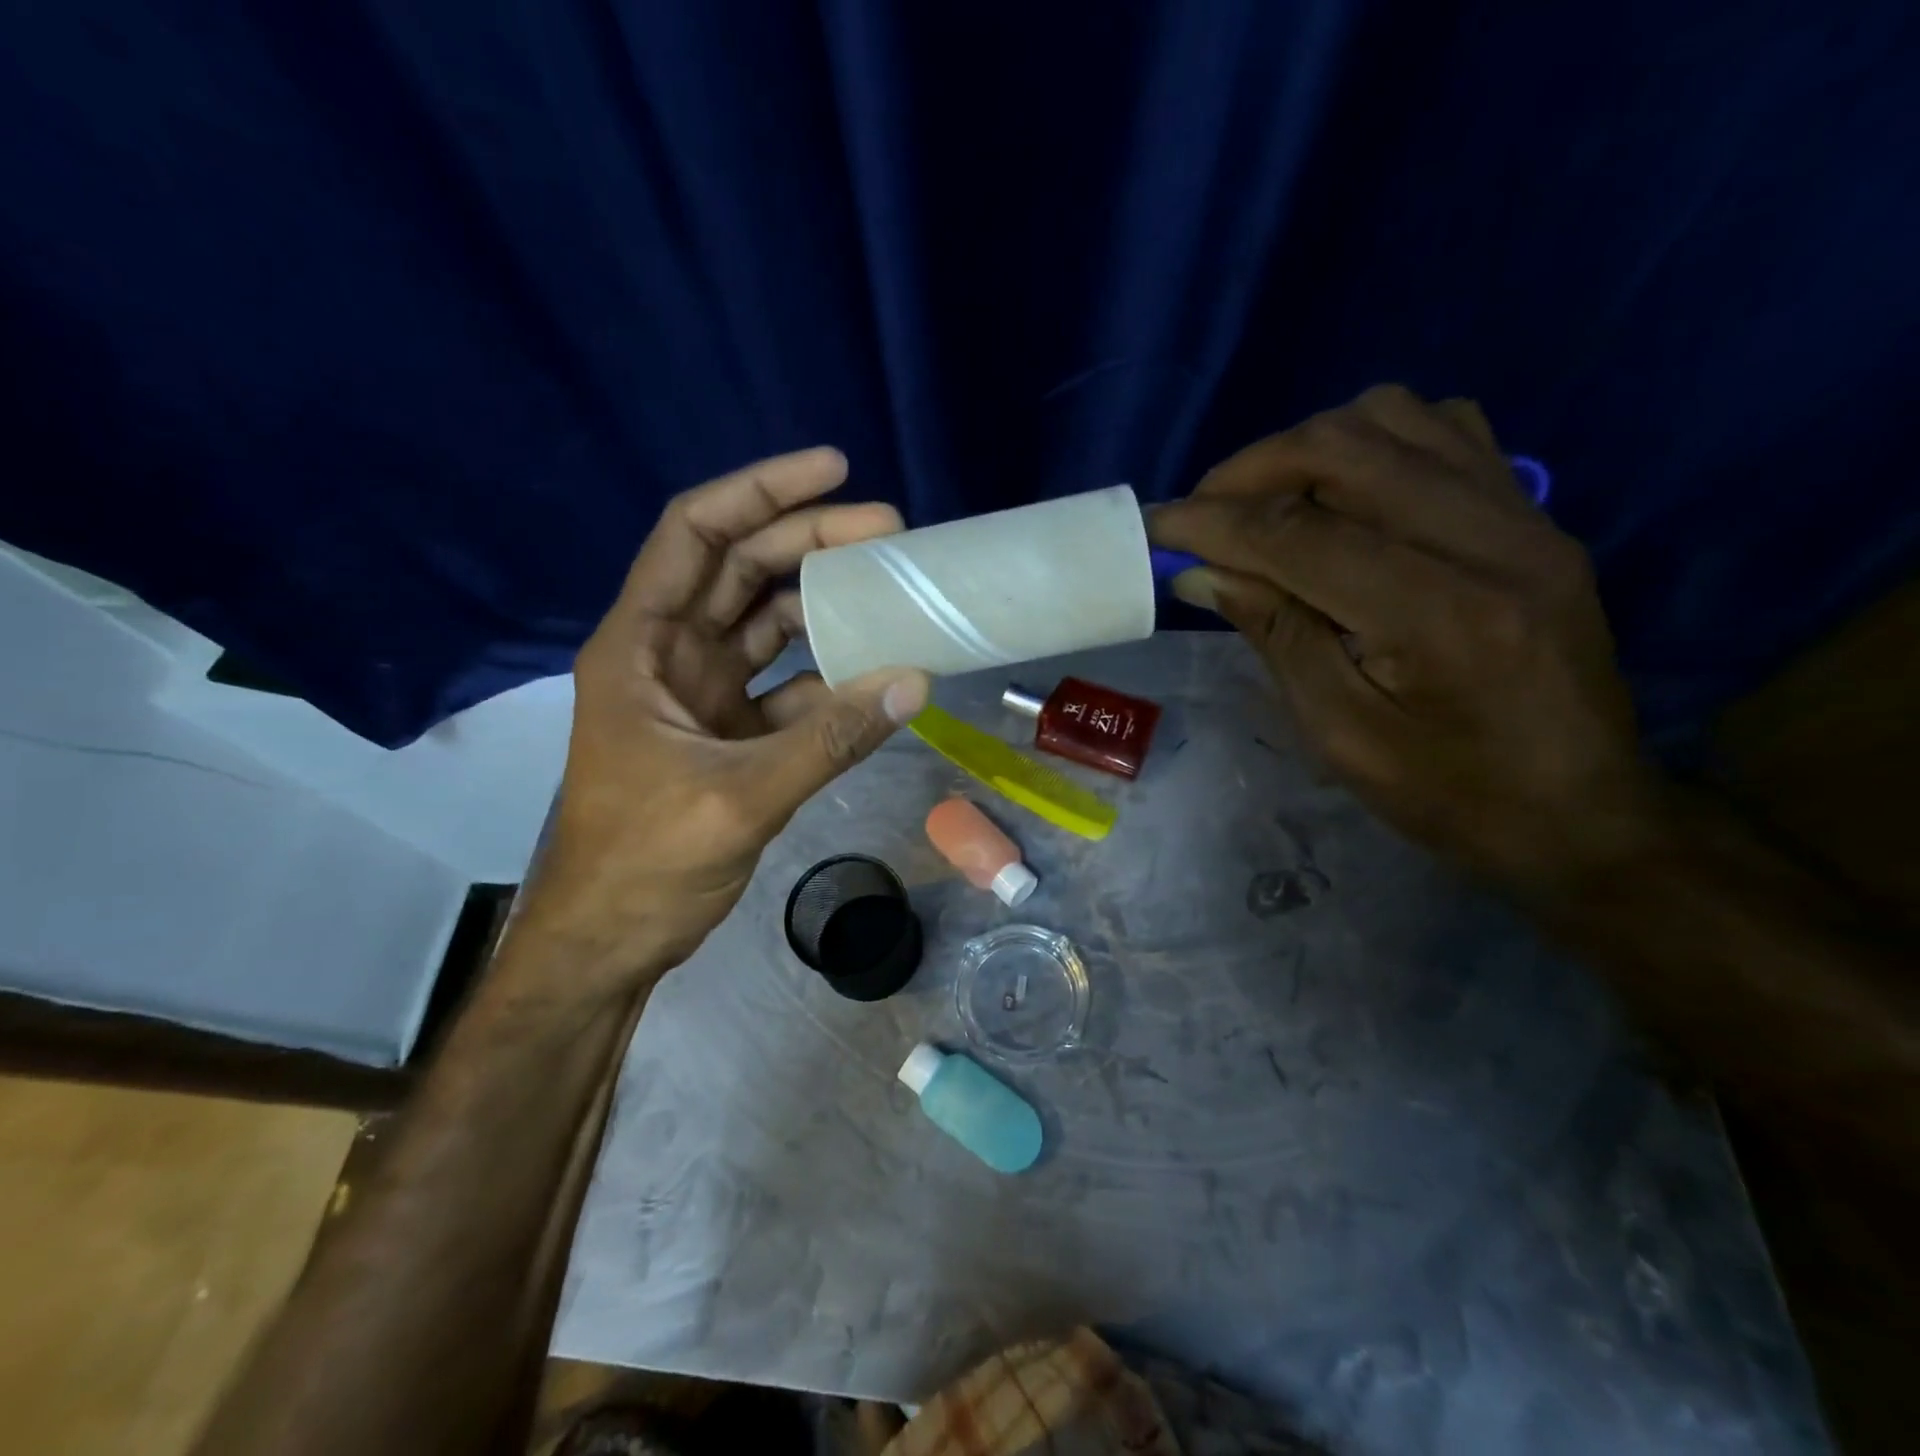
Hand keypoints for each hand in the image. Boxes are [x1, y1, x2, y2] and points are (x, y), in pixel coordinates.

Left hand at [514, 448, 929, 988]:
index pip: (696, 535)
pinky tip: (875, 675)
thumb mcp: (737, 797)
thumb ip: (828, 739)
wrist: (609, 942)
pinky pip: (789, 687)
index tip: (833, 469)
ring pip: (769, 626)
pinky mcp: (730, 735)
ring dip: (825, 605)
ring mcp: (703, 696)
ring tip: (891, 589)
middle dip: (811, 542)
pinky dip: (830, 678)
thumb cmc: (643, 864)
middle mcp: (670, 656)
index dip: (761, 492)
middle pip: (742, 570)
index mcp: (641, 646)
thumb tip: (914, 681)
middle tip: (888, 530)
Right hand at [1150, 385, 1660, 893]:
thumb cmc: (1449, 794)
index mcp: (1437, 616)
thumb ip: (1275, 634)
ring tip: (1266, 503)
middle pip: (1345, 448)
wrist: (1582, 810)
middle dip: (1251, 470)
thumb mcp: (1340, 734)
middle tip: (1202, 512)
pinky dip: (1374, 443)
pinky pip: (1446, 430)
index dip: (1213, 522)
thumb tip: (1203, 569)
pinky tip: (1344, 494)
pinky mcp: (1536, 515)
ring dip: (1308, 448)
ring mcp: (1525, 516)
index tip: (1155, 524)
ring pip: (1395, 418)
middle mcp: (1490, 540)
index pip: (1299, 534)